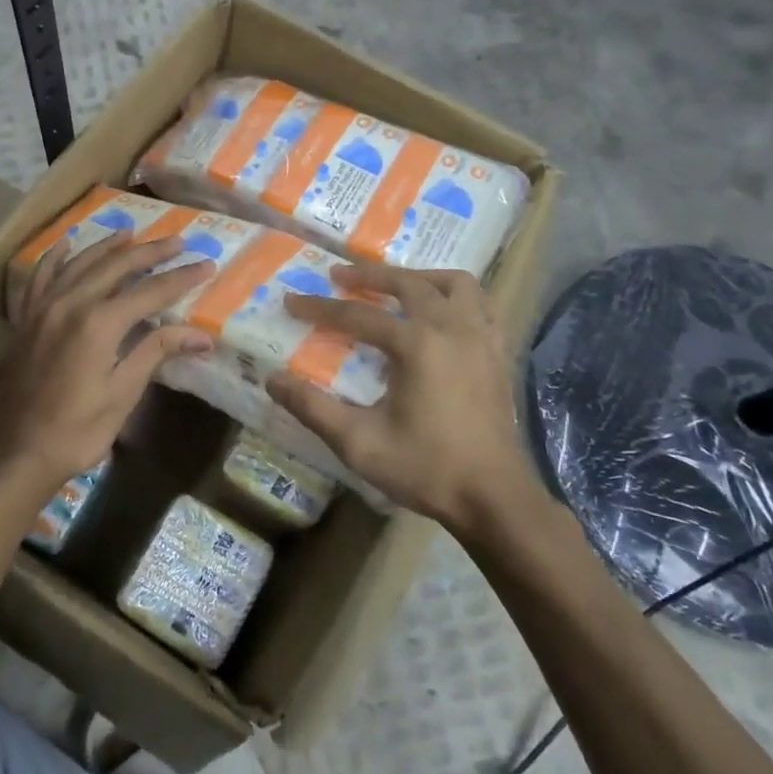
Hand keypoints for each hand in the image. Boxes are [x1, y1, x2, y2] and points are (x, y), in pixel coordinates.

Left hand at [0, 232, 212, 503]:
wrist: (16, 454)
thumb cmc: (77, 431)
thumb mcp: (123, 394)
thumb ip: (157, 352)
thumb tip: (203, 335)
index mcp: (99, 323)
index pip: (151, 292)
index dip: (182, 278)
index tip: (208, 264)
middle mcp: (70, 304)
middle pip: (116, 267)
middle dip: (150, 252)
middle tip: (178, 241)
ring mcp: (43, 308)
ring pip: (79, 264)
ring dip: (108, 247)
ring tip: (132, 234)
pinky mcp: (26, 320)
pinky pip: (40, 277)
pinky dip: (55, 257)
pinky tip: (67, 245)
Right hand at [265, 261, 546, 537]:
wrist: (494, 498)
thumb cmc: (426, 469)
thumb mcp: (359, 443)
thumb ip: (312, 407)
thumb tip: (272, 379)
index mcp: (416, 344)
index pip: (357, 315)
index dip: (319, 307)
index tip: (291, 301)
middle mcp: (452, 327)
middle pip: (407, 283)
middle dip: (369, 275)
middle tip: (339, 275)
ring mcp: (482, 337)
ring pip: (454, 283)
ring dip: (420, 277)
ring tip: (396, 284)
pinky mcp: (500, 353)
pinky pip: (483, 305)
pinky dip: (458, 297)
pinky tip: (443, 311)